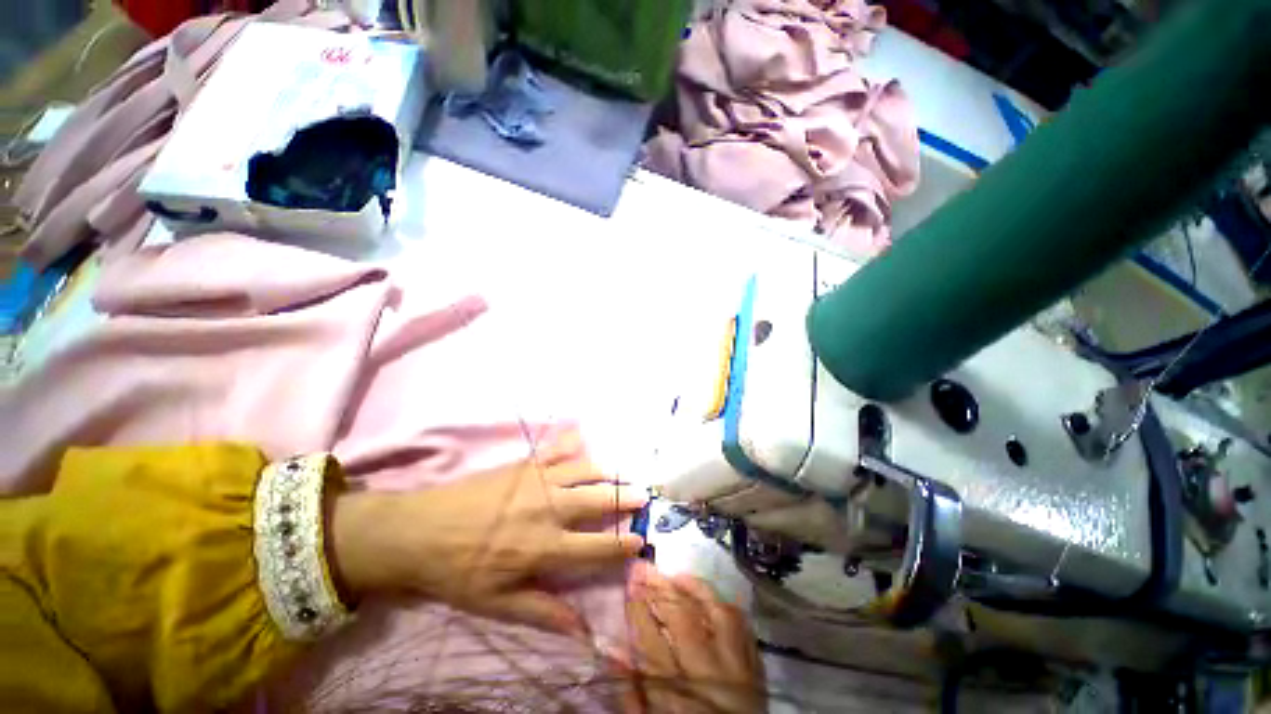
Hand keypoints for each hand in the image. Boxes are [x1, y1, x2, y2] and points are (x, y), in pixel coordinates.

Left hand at [331, 432, 646, 633]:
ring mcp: (539, 480)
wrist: (421, 531)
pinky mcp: (525, 463)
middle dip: (625, 498)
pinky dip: (572, 442)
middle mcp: (550, 509)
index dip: (622, 544)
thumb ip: (543, 613)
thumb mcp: (498, 603)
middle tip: (642, 496)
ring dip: (607, 472)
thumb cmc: (459, 571)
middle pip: (598, 499)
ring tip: (620, 474)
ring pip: (585, 469)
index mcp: (546, 546)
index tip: (640, 539)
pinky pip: (556, 448)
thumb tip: (582, 633)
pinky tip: (582, 437)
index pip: (597, 546)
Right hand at [619, 563, 766, 713]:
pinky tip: (711, 598)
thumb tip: (612, 654)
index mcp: (679, 694)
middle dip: (660, 588)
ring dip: (697, 589)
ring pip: (719, 615)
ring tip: (677, 576)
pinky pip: (744, 629)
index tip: (628, 585)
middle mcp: (710, 675)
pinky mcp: (757, 671)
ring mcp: (739, 670)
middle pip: (684, 619)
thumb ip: (631, 695)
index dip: (638, 609)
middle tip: (644, 568)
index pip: (652, 642)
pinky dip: (726, 608)